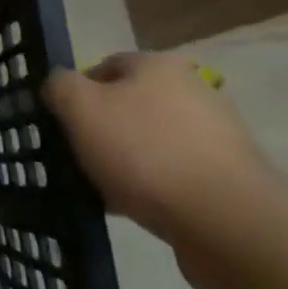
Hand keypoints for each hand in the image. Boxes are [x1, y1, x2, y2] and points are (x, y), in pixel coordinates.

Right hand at [44, 52, 284, 288]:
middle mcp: (192, 91)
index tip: (61, 123)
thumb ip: (59, 86)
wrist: (228, 223)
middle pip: (129, 105)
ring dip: (126, 163)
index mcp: (158, 65)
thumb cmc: (145, 152)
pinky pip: (174, 177)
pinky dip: (152, 189)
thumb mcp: (80, 108)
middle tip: (78, 157)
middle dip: (102, 131)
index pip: (104, 66)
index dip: (76, 92)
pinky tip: (134, 209)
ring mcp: (216, 137)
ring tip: (103, 190)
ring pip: (150, 143)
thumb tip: (58, 84)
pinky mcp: (230, 180)